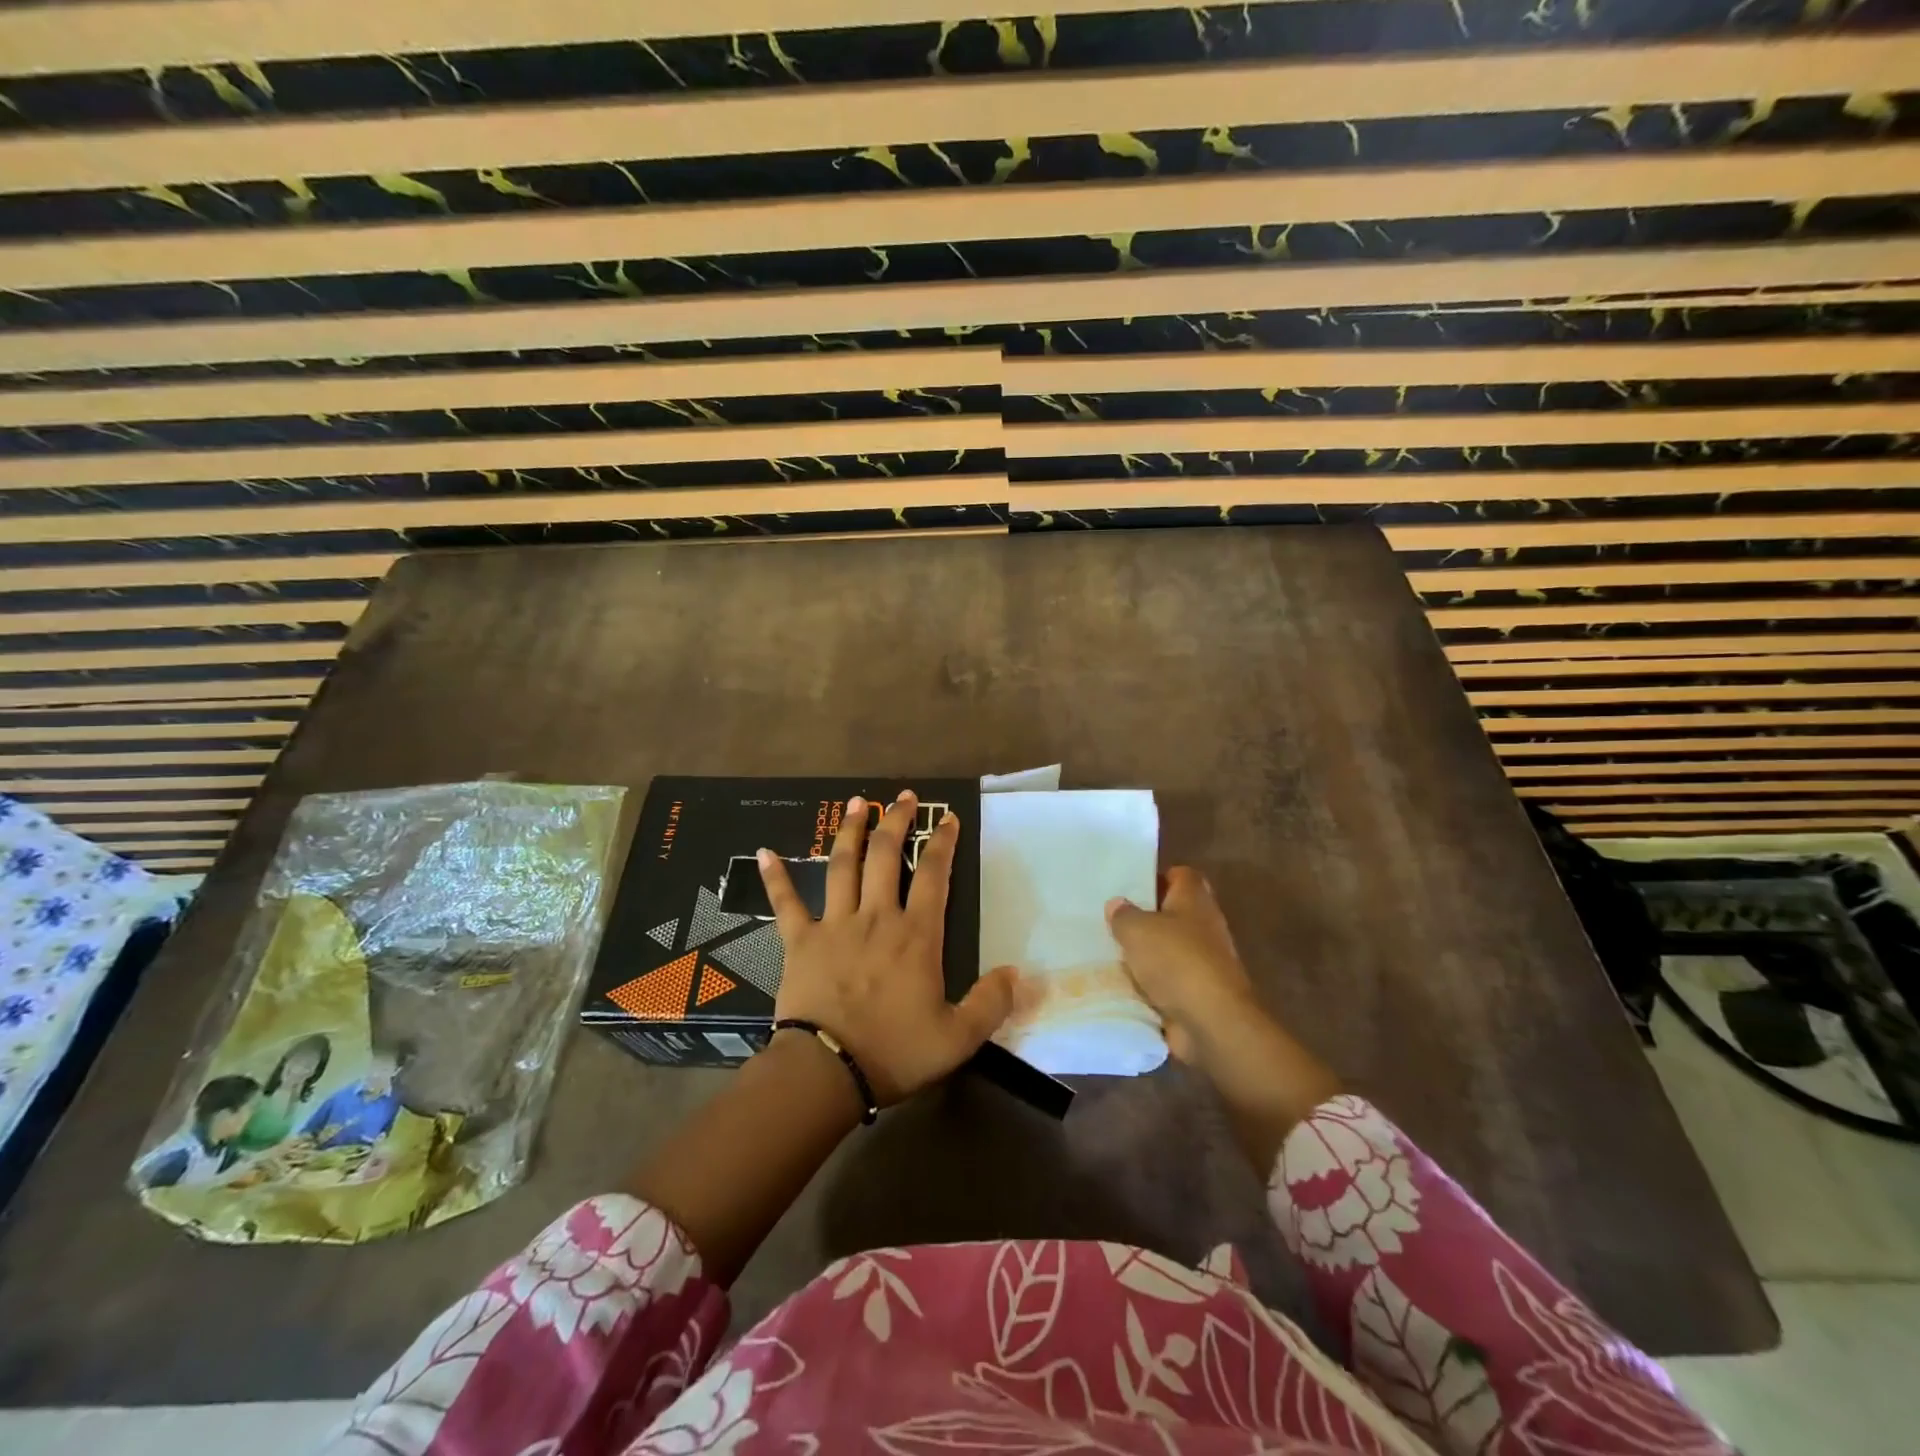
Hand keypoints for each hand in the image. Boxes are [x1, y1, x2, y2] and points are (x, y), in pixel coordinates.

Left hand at [759, 790, 1013, 1105]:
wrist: (828, 1071)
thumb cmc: (894, 1052)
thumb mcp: (958, 1037)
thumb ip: (991, 1003)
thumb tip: (1016, 973)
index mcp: (916, 936)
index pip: (933, 875)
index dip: (941, 842)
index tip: (947, 818)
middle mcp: (876, 917)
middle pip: (885, 856)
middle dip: (896, 821)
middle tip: (903, 797)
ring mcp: (834, 925)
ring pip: (842, 866)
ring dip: (850, 831)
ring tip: (857, 803)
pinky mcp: (800, 941)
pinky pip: (786, 902)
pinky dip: (776, 876)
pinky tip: (764, 852)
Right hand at [1105, 866, 1260, 1066]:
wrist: (1212, 1022)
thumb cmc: (1176, 961)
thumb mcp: (1137, 930)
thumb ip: (1124, 915)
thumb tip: (1117, 904)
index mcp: (1194, 900)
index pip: (1181, 876)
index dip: (1157, 877)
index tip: (1130, 886)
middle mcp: (1204, 927)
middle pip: (1173, 913)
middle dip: (1145, 918)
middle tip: (1112, 920)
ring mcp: (1204, 962)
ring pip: (1168, 949)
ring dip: (1145, 954)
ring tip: (1109, 953)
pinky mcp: (1198, 994)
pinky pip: (1167, 982)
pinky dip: (1149, 984)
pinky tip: (1122, 985)